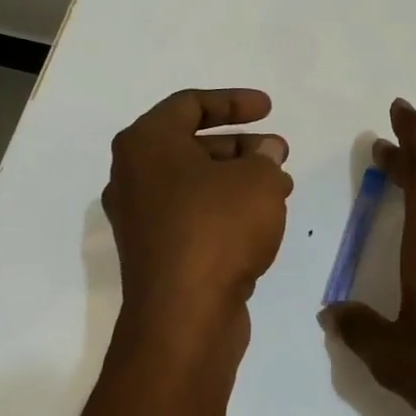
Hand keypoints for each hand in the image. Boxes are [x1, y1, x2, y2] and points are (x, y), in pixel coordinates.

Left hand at [104, 89, 293, 327]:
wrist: (184, 314)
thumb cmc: (217, 229)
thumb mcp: (258, 180)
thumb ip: (265, 157)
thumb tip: (264, 154)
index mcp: (146, 144)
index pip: (190, 104)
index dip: (233, 101)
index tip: (268, 109)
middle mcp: (133, 176)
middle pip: (191, 145)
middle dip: (241, 146)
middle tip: (278, 152)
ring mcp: (140, 218)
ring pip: (195, 183)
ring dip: (238, 179)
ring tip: (281, 187)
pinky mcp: (154, 252)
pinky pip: (192, 215)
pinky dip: (225, 209)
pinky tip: (261, 220)